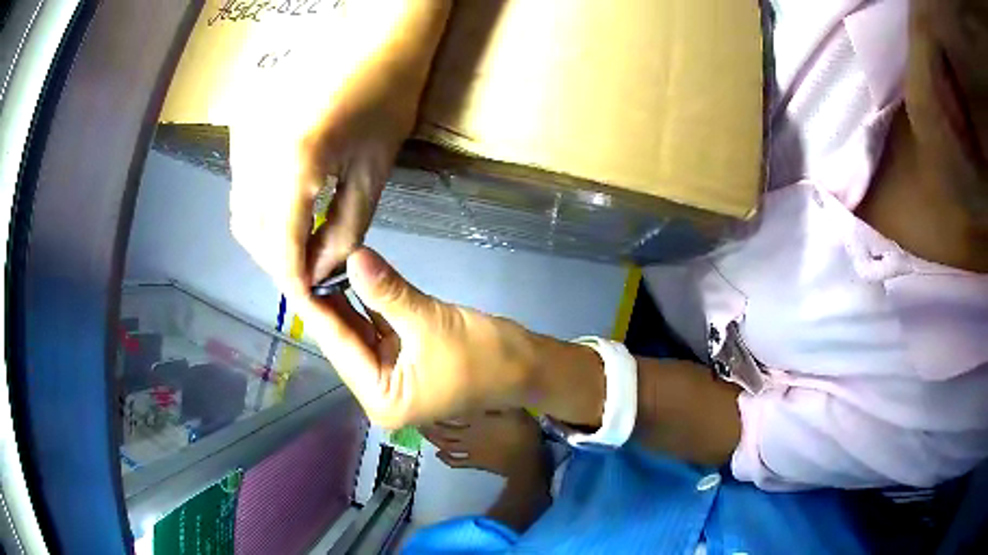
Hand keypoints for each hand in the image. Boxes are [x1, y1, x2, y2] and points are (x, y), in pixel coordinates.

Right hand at [229, 59, 418, 295]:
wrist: (375, 37)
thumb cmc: (389, 97)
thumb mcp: (375, 171)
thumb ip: (345, 229)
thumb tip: (320, 268)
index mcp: (295, 162)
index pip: (282, 245)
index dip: (295, 280)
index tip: (311, 300)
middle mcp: (256, 150)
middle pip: (251, 232)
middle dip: (279, 261)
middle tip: (310, 271)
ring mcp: (243, 134)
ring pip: (241, 209)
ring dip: (267, 236)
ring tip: (301, 244)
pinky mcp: (242, 124)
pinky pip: (241, 182)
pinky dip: (260, 206)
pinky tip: (285, 206)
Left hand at [301, 247, 542, 428]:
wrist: (528, 365)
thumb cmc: (484, 355)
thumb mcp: (432, 322)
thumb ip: (387, 291)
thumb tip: (353, 255)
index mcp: (381, 398)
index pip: (339, 347)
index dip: (316, 308)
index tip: (295, 273)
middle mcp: (379, 393)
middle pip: (344, 342)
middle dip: (327, 303)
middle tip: (304, 261)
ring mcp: (391, 377)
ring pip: (359, 334)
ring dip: (345, 302)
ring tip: (320, 264)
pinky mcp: (404, 360)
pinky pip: (377, 330)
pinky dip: (367, 306)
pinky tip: (351, 278)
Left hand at [422, 410, 544, 477]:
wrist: (525, 463)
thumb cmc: (522, 433)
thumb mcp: (515, 410)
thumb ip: (499, 400)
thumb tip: (486, 389)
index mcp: (476, 420)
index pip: (451, 413)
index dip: (437, 409)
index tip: (424, 402)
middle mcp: (468, 434)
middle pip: (443, 429)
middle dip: (429, 425)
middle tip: (417, 418)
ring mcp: (470, 449)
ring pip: (446, 444)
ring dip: (433, 440)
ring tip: (423, 434)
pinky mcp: (475, 462)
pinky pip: (456, 461)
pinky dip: (445, 459)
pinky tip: (438, 455)